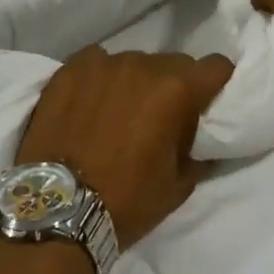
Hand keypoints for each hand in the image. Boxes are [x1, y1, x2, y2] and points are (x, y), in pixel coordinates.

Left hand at [16, 46, 234, 246]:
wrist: (55, 211)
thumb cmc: (126, 201)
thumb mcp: (179, 185)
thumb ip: (196, 148)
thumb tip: (198, 136)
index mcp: (176, 90)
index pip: (216, 66)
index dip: (217, 83)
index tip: (208, 101)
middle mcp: (142, 66)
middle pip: (174, 63)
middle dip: (175, 85)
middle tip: (161, 116)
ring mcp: (103, 64)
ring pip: (134, 62)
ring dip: (135, 82)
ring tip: (119, 112)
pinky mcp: (70, 69)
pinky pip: (97, 62)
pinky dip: (100, 78)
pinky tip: (90, 103)